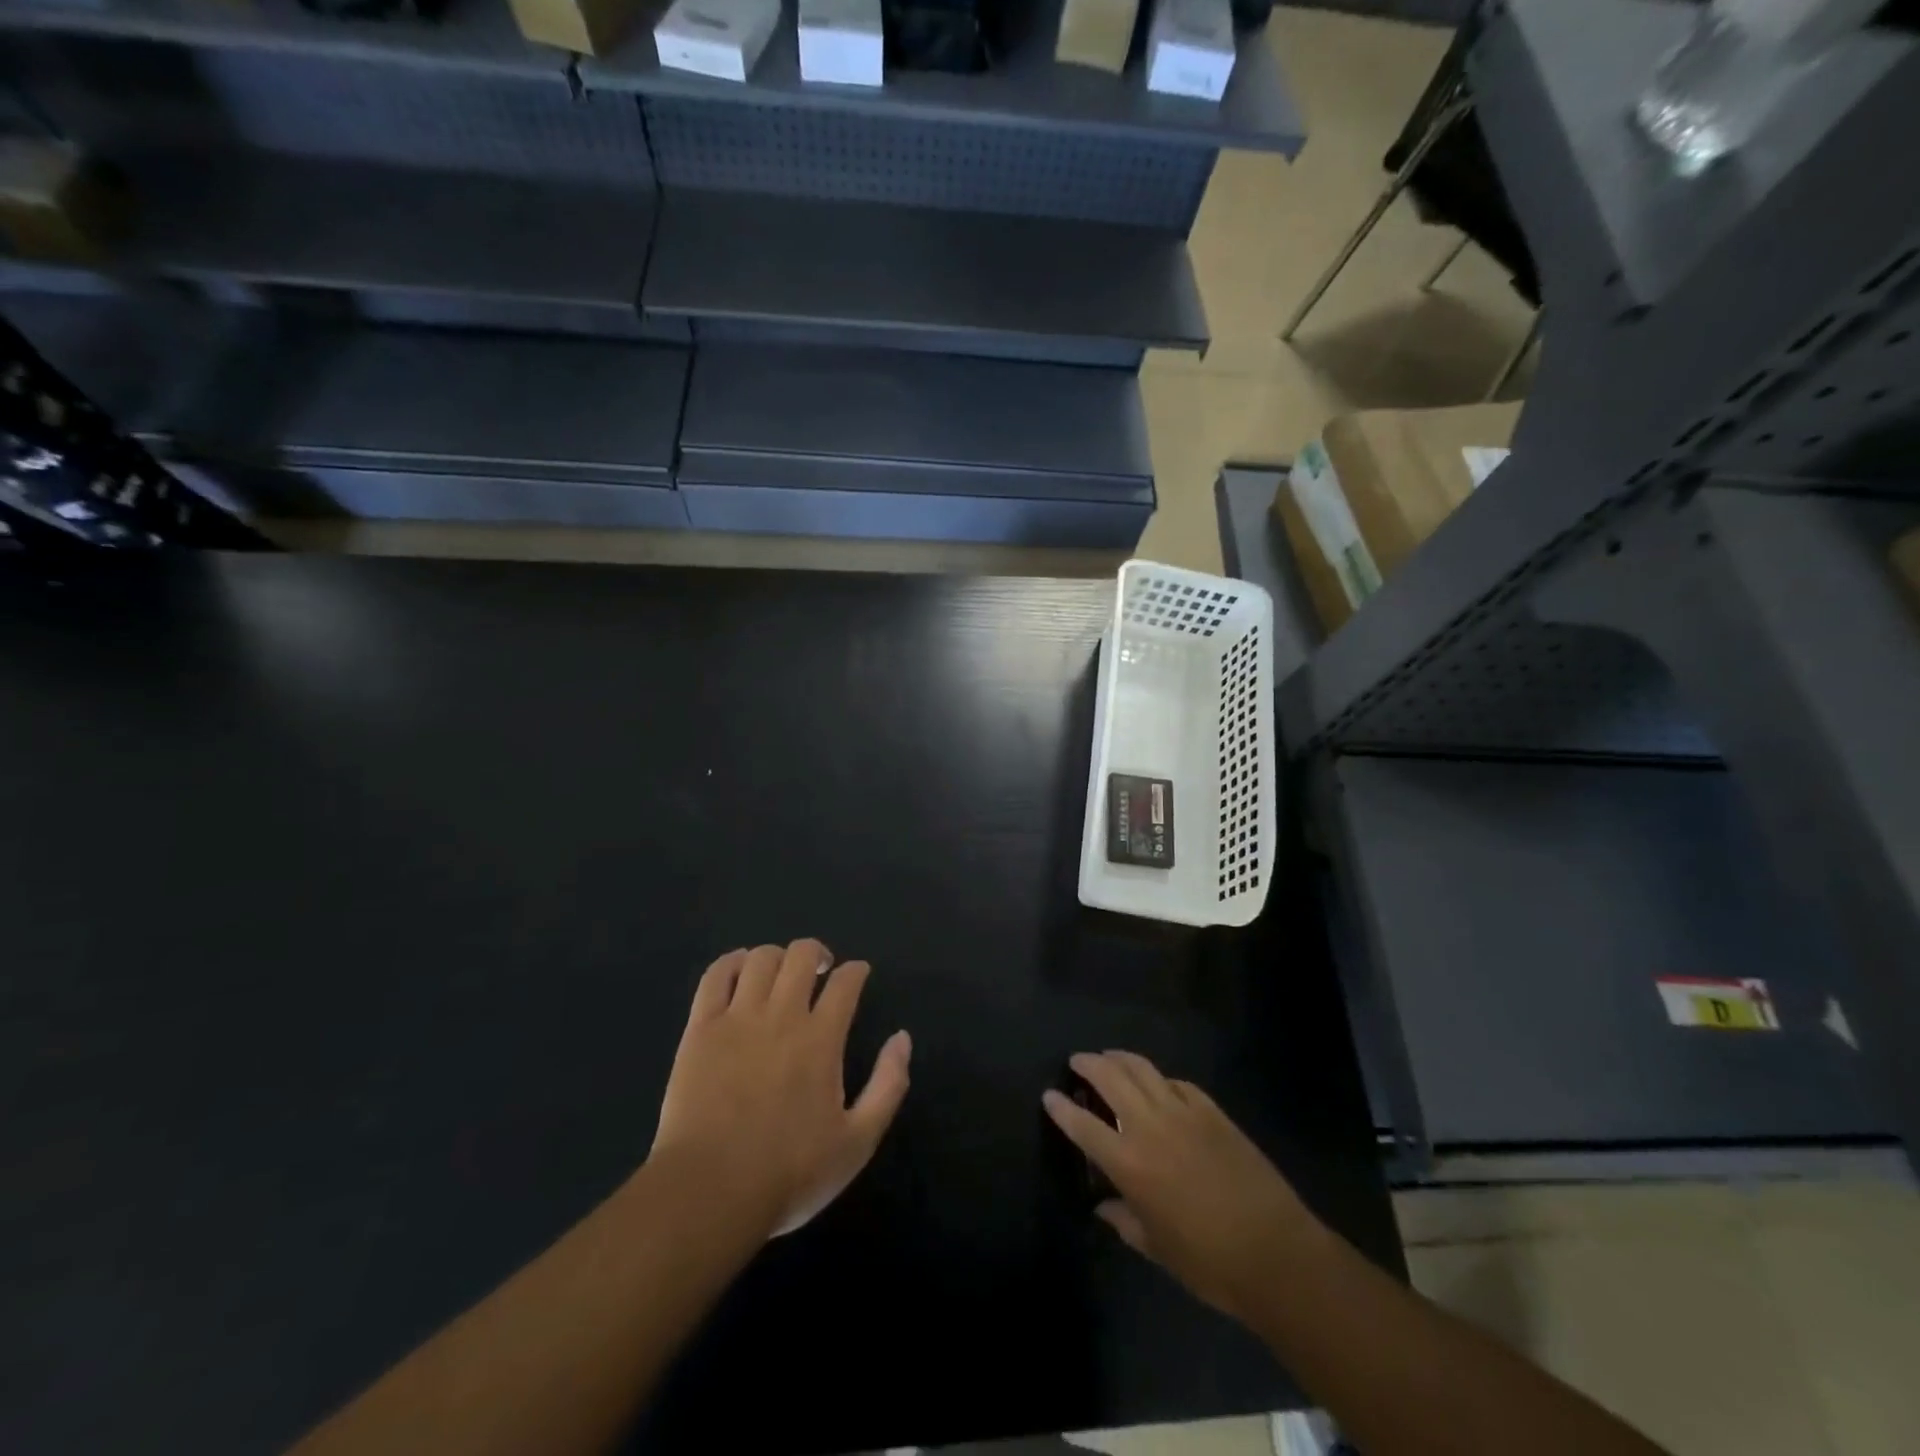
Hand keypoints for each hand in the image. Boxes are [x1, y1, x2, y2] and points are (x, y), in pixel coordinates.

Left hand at [652, 940, 911, 1238]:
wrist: (709, 1194)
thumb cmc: (789, 1174)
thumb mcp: (858, 1142)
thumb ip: (888, 1085)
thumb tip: (902, 1038)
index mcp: (821, 1039)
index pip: (846, 982)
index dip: (856, 971)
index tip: (858, 974)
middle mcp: (782, 1016)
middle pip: (802, 955)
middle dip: (817, 953)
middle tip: (821, 970)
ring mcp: (737, 1019)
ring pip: (761, 958)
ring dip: (778, 957)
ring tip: (781, 974)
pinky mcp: (700, 1029)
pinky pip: (715, 976)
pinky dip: (731, 962)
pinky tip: (740, 968)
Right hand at [1043, 1051, 1314, 1325]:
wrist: (1275, 1253)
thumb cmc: (1209, 1262)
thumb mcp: (1157, 1249)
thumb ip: (1124, 1221)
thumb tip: (1104, 1206)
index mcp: (1129, 1164)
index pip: (1083, 1126)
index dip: (1061, 1109)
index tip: (1049, 1095)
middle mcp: (1150, 1127)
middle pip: (1110, 1079)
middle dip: (1088, 1065)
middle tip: (1077, 1062)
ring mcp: (1183, 1112)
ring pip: (1143, 1069)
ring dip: (1120, 1058)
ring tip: (1109, 1058)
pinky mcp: (1212, 1111)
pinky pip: (1177, 1083)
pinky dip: (1160, 1079)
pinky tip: (1158, 1083)